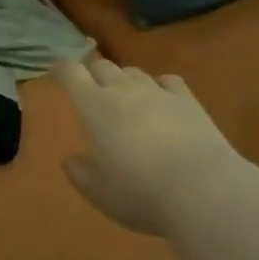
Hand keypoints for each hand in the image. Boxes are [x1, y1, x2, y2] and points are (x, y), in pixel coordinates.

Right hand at [55, 58, 242, 236]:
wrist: (201, 188)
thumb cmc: (139, 192)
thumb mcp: (100, 192)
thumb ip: (81, 173)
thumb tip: (70, 160)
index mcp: (95, 107)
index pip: (72, 75)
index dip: (62, 69)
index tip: (57, 69)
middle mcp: (124, 91)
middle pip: (103, 67)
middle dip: (93, 73)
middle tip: (90, 85)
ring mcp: (159, 92)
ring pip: (134, 72)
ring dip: (124, 79)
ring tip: (124, 93)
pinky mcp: (188, 100)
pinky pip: (168, 81)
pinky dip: (158, 85)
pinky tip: (161, 95)